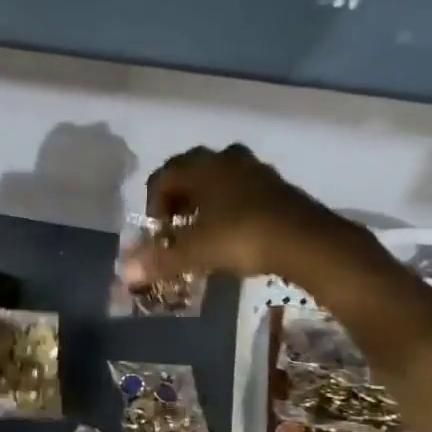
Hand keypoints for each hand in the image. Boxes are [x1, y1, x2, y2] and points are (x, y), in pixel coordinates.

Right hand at [122, 144, 377, 286]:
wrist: (306, 240)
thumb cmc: (241, 237)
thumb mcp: (195, 252)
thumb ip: (159, 261)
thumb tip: (125, 273)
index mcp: (199, 166)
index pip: (162, 178)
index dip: (153, 206)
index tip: (158, 234)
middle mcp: (224, 158)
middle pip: (189, 173)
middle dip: (179, 200)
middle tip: (177, 229)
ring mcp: (254, 168)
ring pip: (218, 178)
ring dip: (206, 200)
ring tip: (204, 230)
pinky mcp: (277, 184)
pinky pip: (243, 188)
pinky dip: (231, 205)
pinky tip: (235, 231)